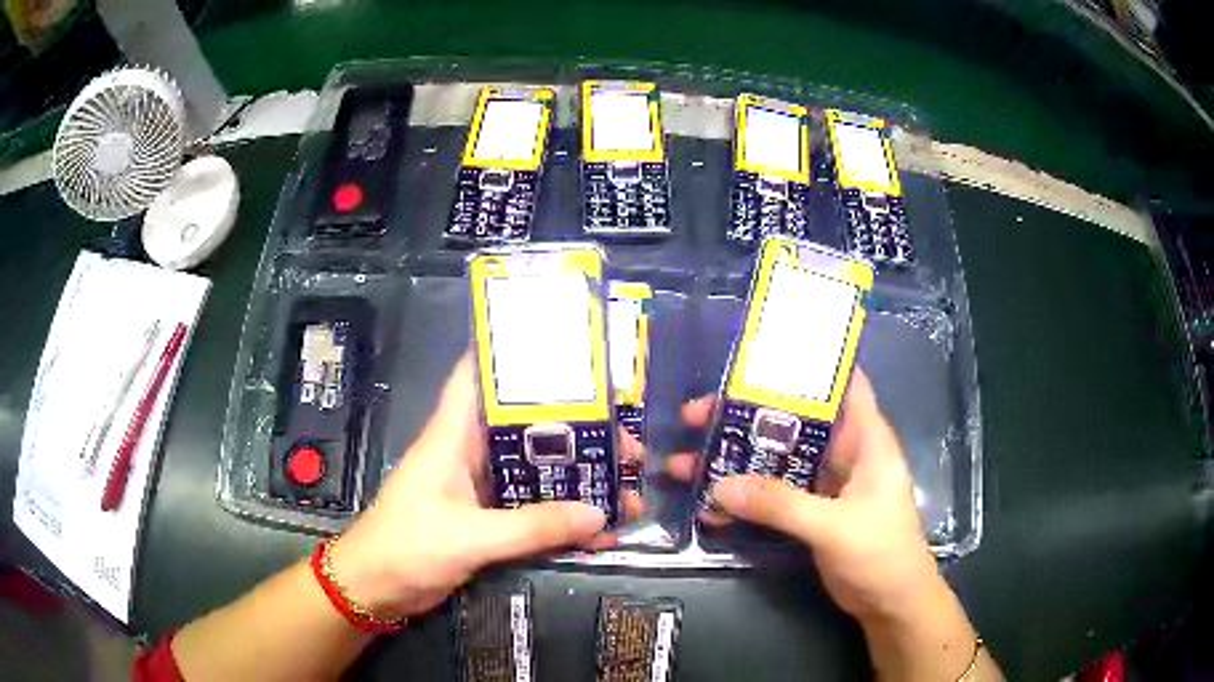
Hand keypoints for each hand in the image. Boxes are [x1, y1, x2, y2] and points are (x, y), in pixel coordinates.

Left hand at [326, 355, 645, 619]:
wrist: (375, 591)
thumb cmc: (407, 547)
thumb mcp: (470, 537)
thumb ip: (532, 528)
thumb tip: (599, 514)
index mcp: (453, 436)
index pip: (477, 376)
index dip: (513, 355)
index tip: (567, 350)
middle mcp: (469, 454)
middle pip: (528, 429)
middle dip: (578, 433)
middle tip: (629, 444)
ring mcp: (480, 490)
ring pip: (537, 474)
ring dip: (578, 482)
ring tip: (627, 491)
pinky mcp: (487, 521)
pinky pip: (533, 512)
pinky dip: (563, 520)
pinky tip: (600, 534)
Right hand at [666, 371, 938, 621]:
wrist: (889, 602)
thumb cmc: (881, 552)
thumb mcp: (833, 525)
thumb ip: (781, 505)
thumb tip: (720, 486)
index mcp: (865, 438)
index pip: (842, 382)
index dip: (808, 362)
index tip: (760, 354)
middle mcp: (844, 452)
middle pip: (794, 421)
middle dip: (748, 415)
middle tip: (697, 414)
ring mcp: (826, 483)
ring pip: (778, 459)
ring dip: (739, 460)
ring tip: (687, 461)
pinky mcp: (811, 511)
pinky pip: (774, 494)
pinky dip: (746, 496)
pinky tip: (711, 505)